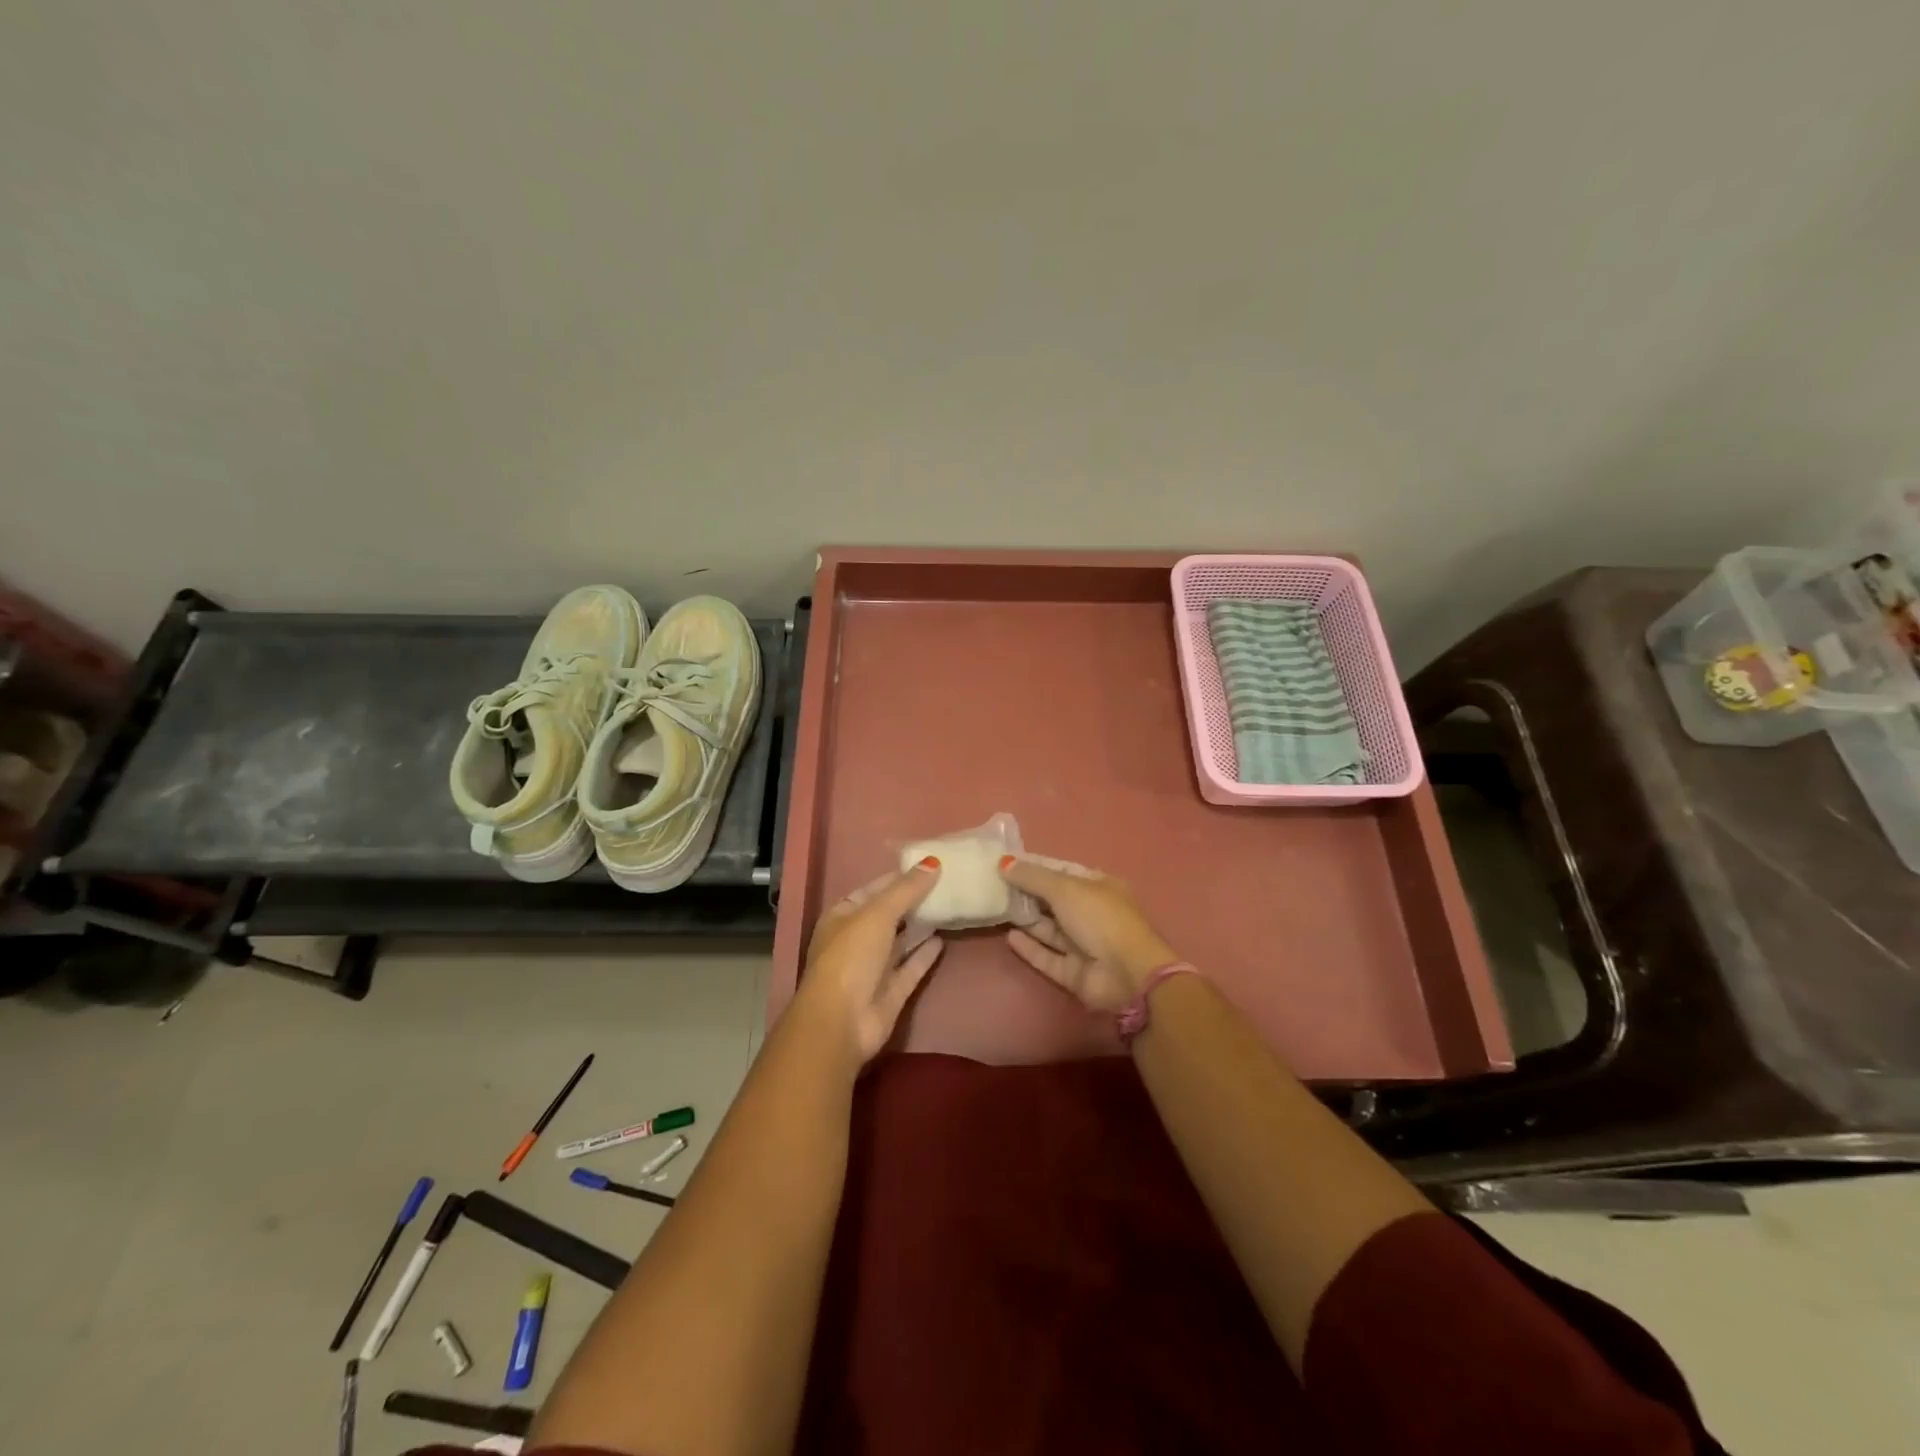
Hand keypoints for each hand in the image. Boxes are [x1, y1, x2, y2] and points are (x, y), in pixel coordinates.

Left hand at [794, 860, 944, 1065]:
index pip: (873, 890)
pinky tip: (944, 938)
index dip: (898, 878)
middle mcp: (856, 940)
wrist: (841, 1022)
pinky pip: (911, 966)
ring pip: (901, 941)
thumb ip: (906, 889)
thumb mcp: (878, 914)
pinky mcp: (891, 991)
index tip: (929, 866)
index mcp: (843, 917)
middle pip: (888, 915)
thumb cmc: (851, 957)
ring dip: (921, 925)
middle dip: (913, 901)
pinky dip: (925, 953)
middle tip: (947, 883)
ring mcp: (873, 967)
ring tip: (950, 906)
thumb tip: (933, 862)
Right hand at [999, 855, 1179, 1011]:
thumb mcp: (1065, 888)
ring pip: (1050, 930)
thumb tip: (1004, 862)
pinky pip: (1048, 957)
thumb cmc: (1100, 918)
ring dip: (1027, 920)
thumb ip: (1033, 877)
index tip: (1007, 863)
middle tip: (995, 886)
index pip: (1063, 871)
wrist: (1128, 974)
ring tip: (997, 909)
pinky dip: (1030, 947)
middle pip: (1054, 901)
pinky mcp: (1075, 972)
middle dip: (1028, 894)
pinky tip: (1009, 937)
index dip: (1036, 867)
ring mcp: (1085, 945)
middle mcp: (1092, 914)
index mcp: (1099, 887)